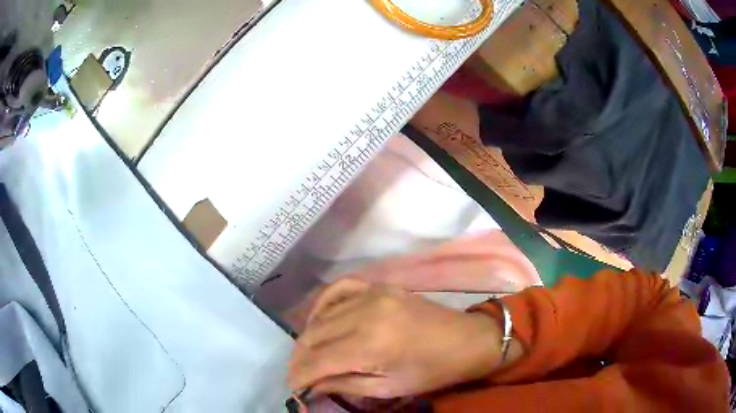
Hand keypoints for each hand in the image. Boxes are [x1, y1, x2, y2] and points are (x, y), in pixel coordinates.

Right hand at [287, 279, 503, 398]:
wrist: (467, 340)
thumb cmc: (432, 371)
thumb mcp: (389, 388)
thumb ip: (344, 384)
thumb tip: (311, 386)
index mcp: (371, 344)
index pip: (317, 361)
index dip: (299, 376)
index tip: (292, 387)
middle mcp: (365, 314)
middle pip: (313, 336)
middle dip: (299, 358)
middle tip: (298, 374)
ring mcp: (372, 294)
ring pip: (322, 315)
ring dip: (308, 336)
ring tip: (308, 355)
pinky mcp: (379, 285)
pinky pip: (339, 289)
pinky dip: (323, 305)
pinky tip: (319, 320)